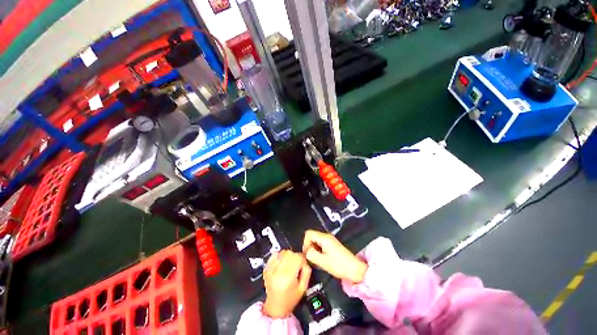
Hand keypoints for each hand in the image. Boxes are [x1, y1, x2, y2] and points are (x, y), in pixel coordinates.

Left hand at [263, 250, 311, 318]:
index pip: (297, 258)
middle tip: (297, 264)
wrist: (275, 307)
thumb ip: (307, 272)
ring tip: (289, 264)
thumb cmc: (290, 299)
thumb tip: (306, 261)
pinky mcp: (266, 268)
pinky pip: (274, 255)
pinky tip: (281, 263)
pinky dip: (279, 256)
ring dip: (288, 256)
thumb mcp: (303, 288)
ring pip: (283, 252)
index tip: (303, 263)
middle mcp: (278, 272)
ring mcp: (271, 270)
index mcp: (288, 278)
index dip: (302, 259)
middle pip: (290, 253)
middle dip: (295, 257)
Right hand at [302, 230, 367, 283]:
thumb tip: (306, 251)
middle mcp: (327, 236)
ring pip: (316, 240)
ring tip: (317, 260)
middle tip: (312, 258)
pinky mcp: (332, 245)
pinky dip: (318, 250)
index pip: (308, 233)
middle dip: (309, 246)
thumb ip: (311, 254)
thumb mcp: (323, 262)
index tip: (307, 254)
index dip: (305, 243)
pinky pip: (321, 244)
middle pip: (312, 236)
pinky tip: (322, 259)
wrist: (355, 269)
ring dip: (314, 249)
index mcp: (324, 238)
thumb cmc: (339, 266)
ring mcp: (330, 240)